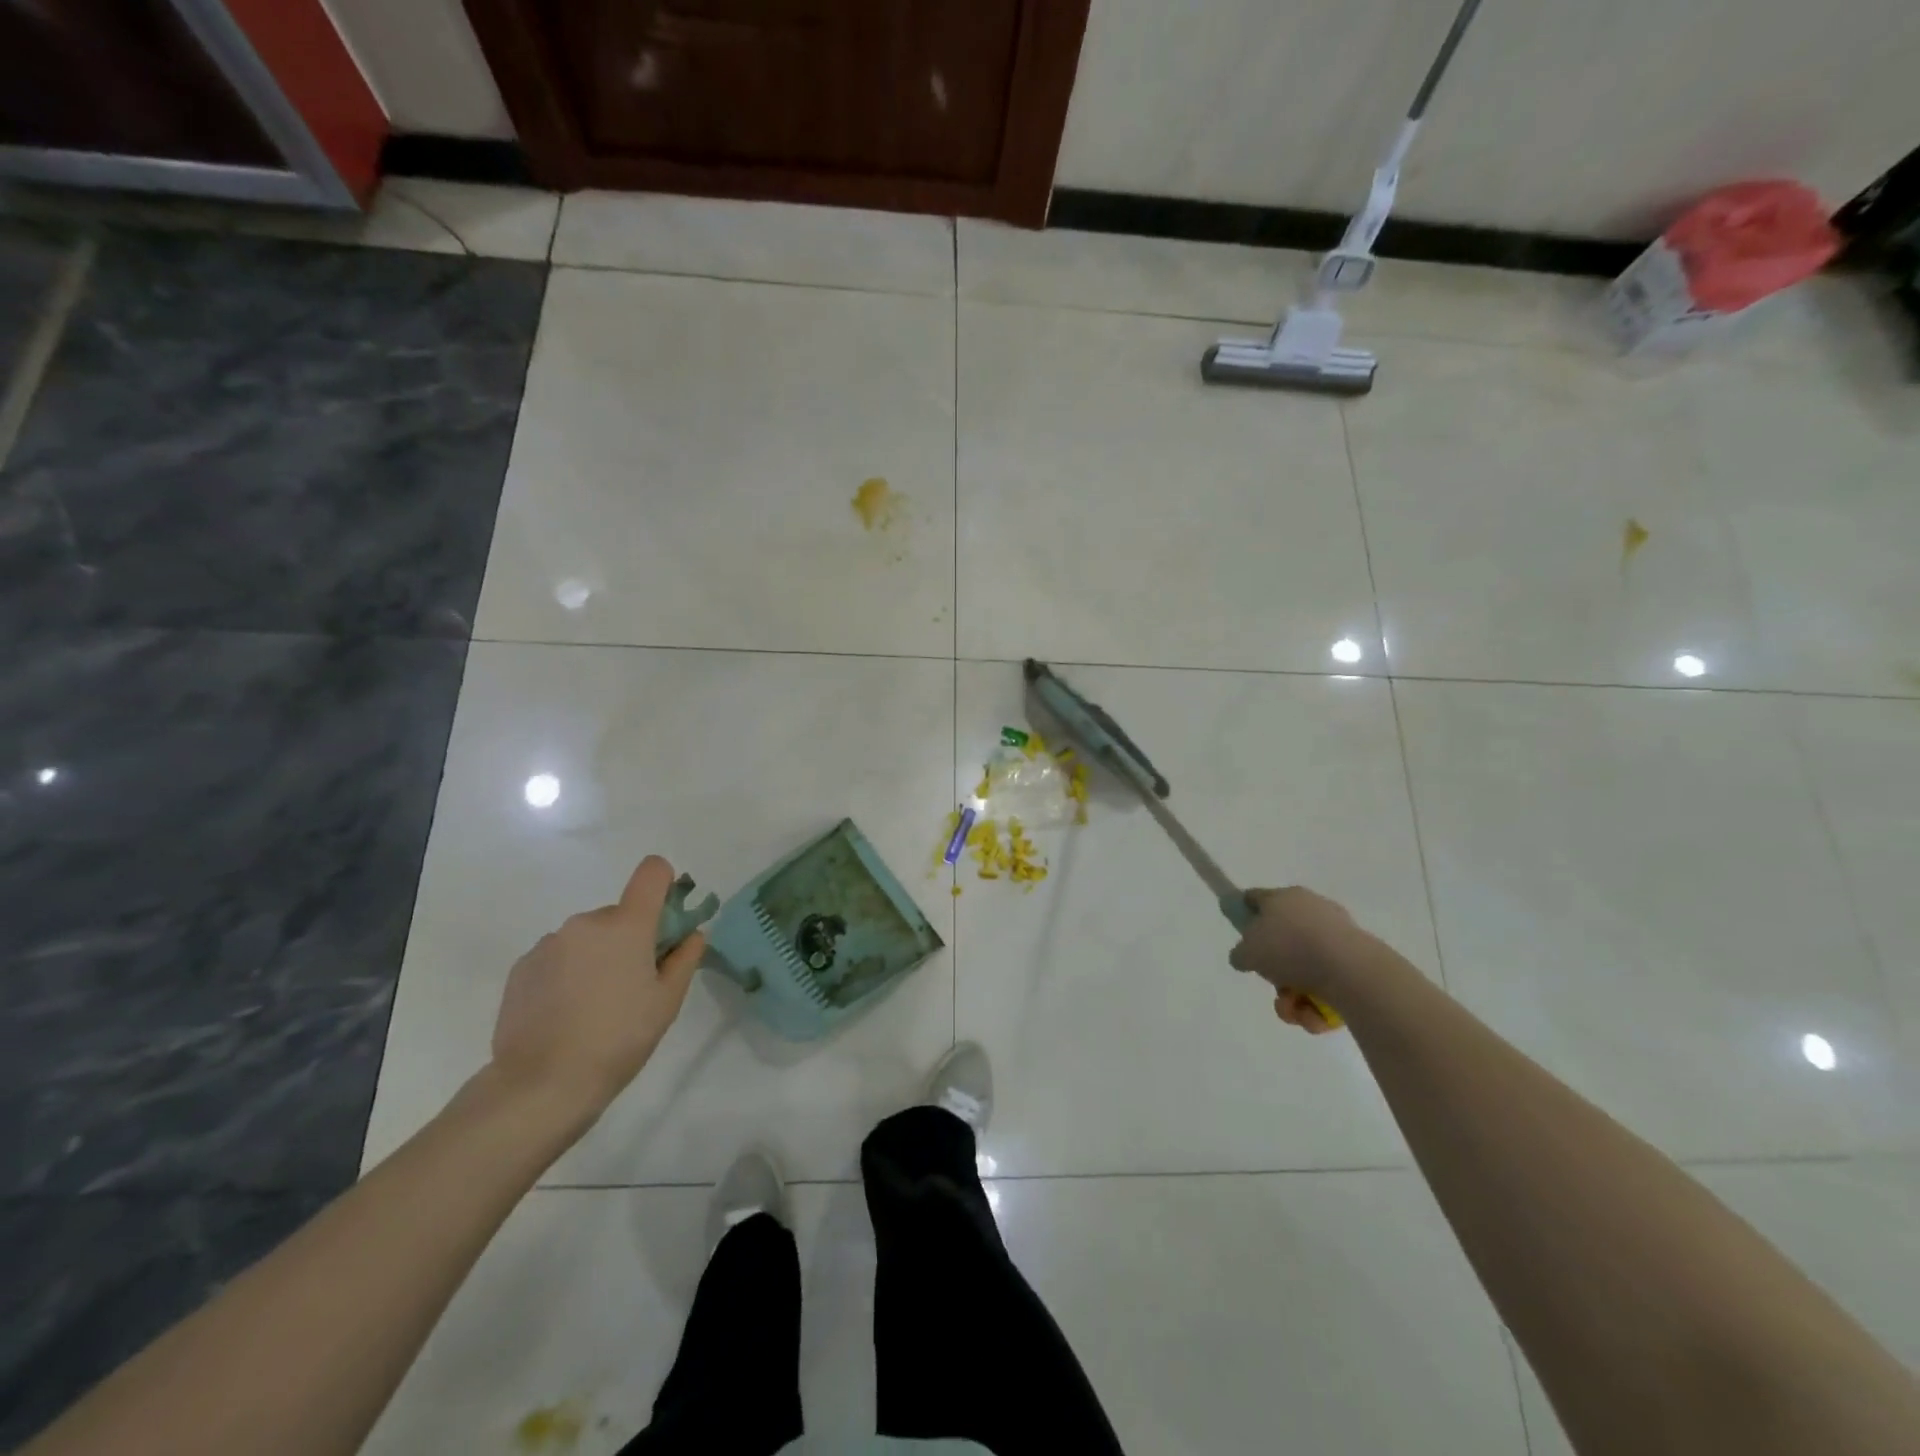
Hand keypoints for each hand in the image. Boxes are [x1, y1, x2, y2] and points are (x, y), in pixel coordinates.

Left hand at [489, 856, 706, 1125]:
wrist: (541, 1085)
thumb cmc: (619, 1039)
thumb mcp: (667, 1002)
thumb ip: (684, 959)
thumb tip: (692, 934)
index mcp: (627, 925)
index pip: (651, 872)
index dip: (664, 883)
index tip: (666, 919)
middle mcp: (586, 922)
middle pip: (620, 914)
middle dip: (630, 938)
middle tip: (631, 985)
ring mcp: (549, 943)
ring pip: (587, 937)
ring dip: (597, 956)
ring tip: (593, 1006)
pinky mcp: (522, 966)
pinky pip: (558, 956)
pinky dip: (567, 973)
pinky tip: (564, 1013)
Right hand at [1229, 887, 1372, 1034]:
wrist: (1349, 970)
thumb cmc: (1290, 948)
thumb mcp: (1248, 951)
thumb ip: (1240, 954)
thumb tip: (1245, 957)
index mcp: (1284, 898)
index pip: (1257, 899)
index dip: (1244, 912)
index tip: (1240, 932)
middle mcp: (1312, 912)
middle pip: (1282, 942)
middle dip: (1274, 972)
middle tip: (1272, 984)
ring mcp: (1336, 938)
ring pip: (1303, 970)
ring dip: (1292, 995)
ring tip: (1293, 1008)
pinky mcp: (1356, 964)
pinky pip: (1326, 985)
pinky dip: (1316, 1003)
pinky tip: (1313, 1015)